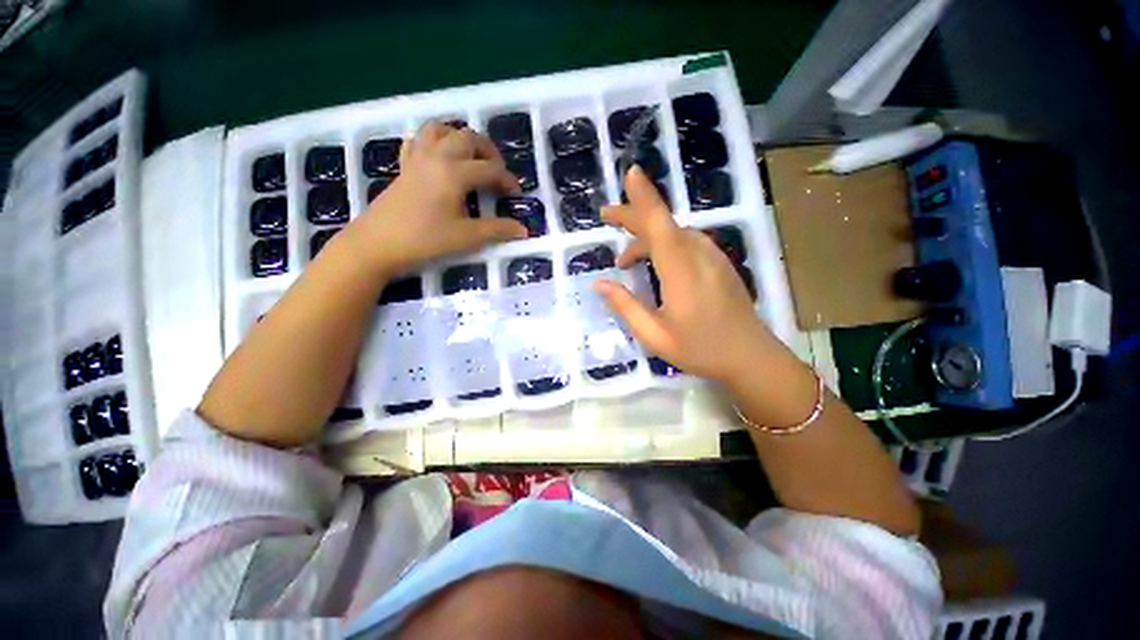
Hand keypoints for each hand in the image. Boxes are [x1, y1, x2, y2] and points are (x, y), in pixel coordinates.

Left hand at [341, 122, 527, 276]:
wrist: (377, 244)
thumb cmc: (425, 240)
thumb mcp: (467, 237)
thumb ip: (497, 230)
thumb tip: (523, 230)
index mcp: (454, 172)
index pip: (490, 169)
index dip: (507, 180)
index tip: (516, 194)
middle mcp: (437, 156)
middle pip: (468, 138)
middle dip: (489, 151)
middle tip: (498, 172)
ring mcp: (417, 158)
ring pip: (441, 130)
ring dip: (461, 138)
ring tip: (472, 159)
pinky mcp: (404, 166)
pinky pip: (419, 140)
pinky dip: (434, 142)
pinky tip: (440, 158)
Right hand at [595, 166, 784, 383]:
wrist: (751, 358)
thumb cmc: (700, 350)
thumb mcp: (654, 335)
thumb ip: (626, 306)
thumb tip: (600, 283)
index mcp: (681, 271)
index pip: (659, 224)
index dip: (644, 197)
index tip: (630, 174)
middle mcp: (698, 255)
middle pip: (663, 223)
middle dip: (633, 215)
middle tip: (607, 216)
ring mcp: (712, 257)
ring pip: (674, 233)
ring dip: (646, 237)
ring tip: (624, 259)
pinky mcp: (719, 263)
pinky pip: (686, 243)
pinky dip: (663, 245)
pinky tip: (654, 264)